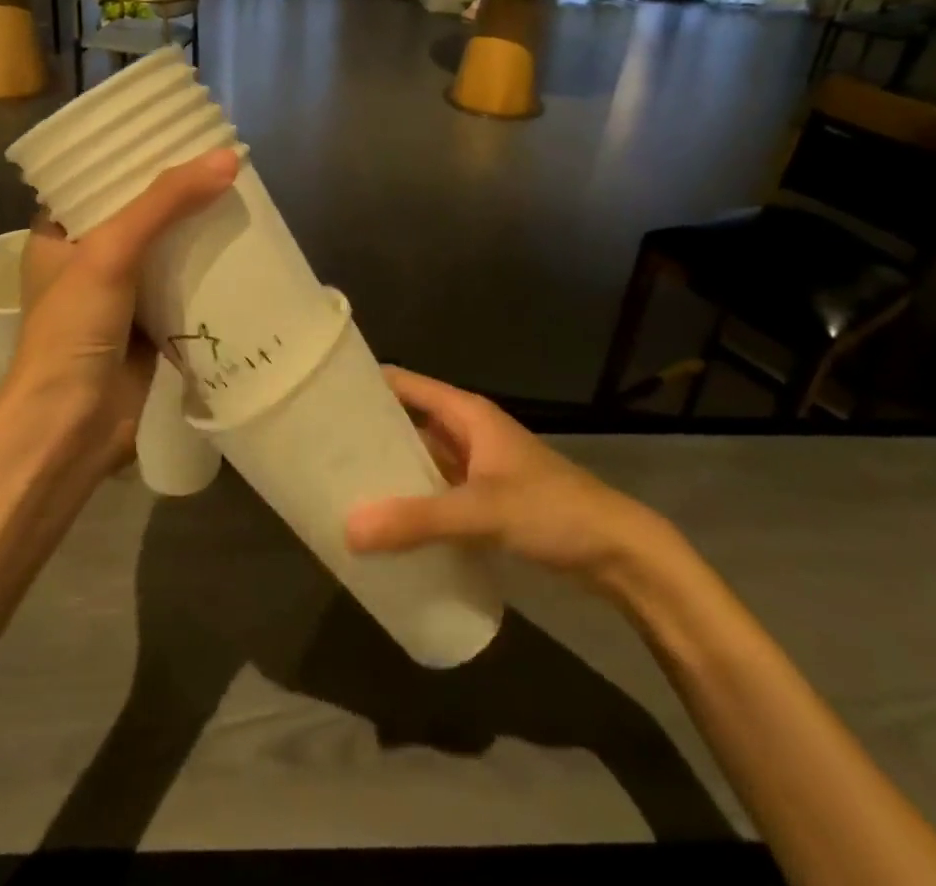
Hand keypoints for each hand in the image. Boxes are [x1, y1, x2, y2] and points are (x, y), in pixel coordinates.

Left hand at [0, 148, 237, 466]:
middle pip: (136, 211)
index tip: (175, 132)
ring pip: (162, 247)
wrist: (70, 426)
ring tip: (236, 193)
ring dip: (193, 228)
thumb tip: (228, 158)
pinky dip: (204, 268)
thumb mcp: (111, 252)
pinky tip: (238, 246)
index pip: (96, 178)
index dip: (133, 155)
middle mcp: (86, 258)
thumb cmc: (72, 330)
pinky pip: (179, 283)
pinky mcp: (146, 323)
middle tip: (219, 161)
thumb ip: (166, 203)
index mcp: (58, 233)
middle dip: (175, 191)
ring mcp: (117, 293)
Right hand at [345, 367, 679, 592]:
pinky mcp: (484, 499)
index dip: (366, 384)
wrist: (617, 553)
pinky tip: (384, 523)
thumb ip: (418, 520)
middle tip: (319, 450)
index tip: (321, 396)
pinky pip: (437, 491)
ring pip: (422, 459)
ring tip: (340, 486)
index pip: (404, 384)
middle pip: (408, 421)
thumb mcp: (483, 511)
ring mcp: (476, 467)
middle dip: (369, 434)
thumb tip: (348, 528)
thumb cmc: (552, 510)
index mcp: (466, 414)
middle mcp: (467, 432)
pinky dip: (412, 501)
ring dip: (390, 471)